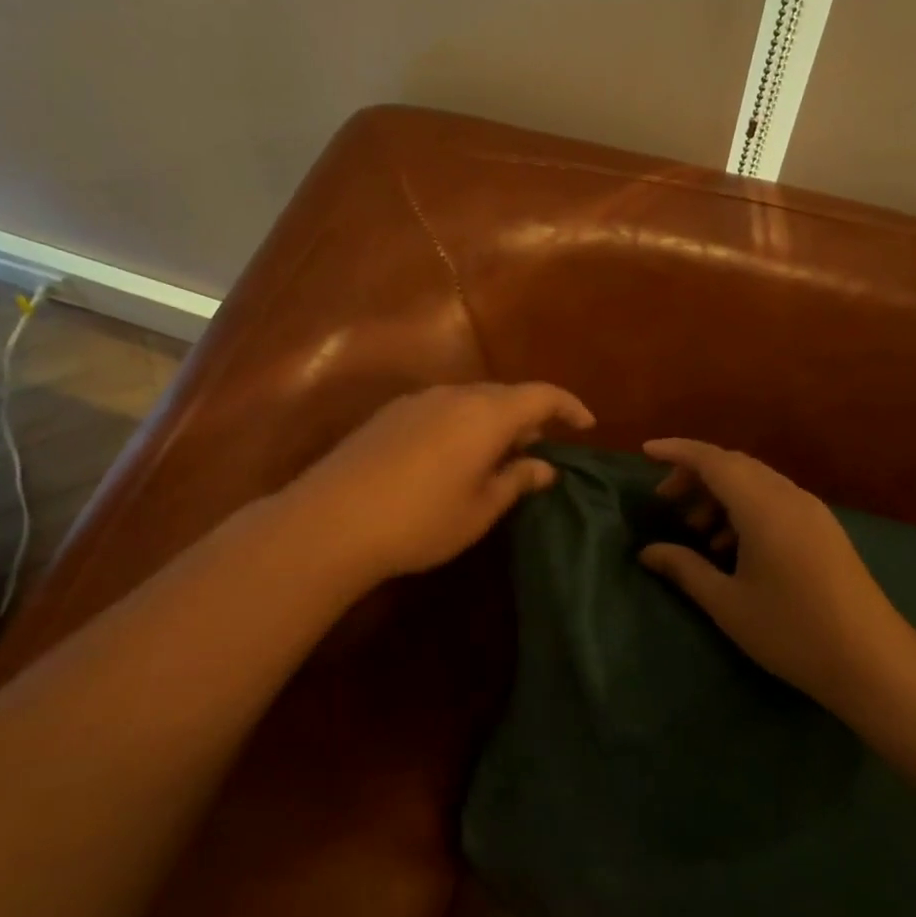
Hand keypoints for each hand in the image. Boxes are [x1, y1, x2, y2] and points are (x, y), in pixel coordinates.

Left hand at [289, 382, 594, 587]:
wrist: (330, 522)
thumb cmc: (420, 521)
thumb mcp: (480, 509)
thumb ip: (517, 480)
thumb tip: (545, 466)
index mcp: (486, 414)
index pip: (541, 395)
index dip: (568, 407)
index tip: (586, 425)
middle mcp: (455, 395)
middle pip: (505, 394)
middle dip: (529, 416)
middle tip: (540, 449)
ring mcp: (417, 401)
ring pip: (471, 400)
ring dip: (493, 420)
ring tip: (498, 455)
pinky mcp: (389, 415)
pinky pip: (442, 408)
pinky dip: (462, 424)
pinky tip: (453, 456)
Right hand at [638, 439, 915, 716]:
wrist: (872, 659)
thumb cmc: (792, 631)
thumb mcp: (728, 603)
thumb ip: (685, 569)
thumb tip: (648, 552)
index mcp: (763, 506)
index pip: (713, 460)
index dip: (677, 451)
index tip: (646, 451)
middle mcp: (789, 496)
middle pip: (735, 465)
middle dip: (696, 475)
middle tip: (665, 500)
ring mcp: (812, 511)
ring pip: (756, 482)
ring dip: (721, 494)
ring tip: (696, 531)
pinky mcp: (823, 528)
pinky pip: (775, 500)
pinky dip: (745, 509)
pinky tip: (732, 547)